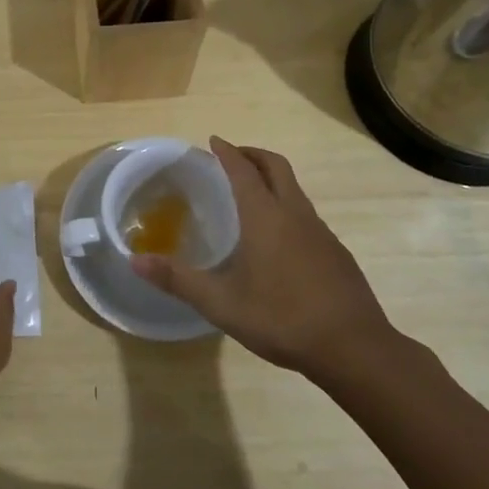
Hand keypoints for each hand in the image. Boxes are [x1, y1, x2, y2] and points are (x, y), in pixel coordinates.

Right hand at [131, 137, 400, 379]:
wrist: (354, 347)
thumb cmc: (282, 318)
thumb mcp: (220, 303)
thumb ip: (177, 279)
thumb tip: (134, 260)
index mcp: (265, 216)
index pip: (243, 170)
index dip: (227, 152)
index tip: (213, 141)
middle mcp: (295, 214)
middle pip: (276, 167)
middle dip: (253, 155)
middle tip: (232, 157)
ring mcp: (321, 232)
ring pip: (295, 190)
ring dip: (272, 180)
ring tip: (251, 196)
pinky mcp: (336, 253)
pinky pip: (306, 215)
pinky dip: (287, 207)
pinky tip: (279, 240)